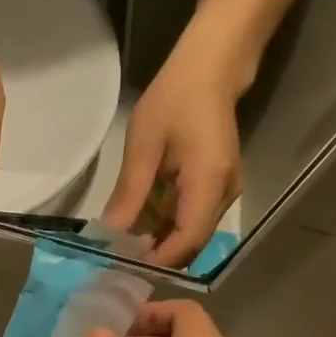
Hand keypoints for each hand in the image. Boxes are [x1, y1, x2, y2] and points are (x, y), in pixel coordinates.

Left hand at [102, 35, 244, 268]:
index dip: (158, 260)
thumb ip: (130, 195)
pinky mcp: (218, 188)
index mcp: (209, 182)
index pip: (187, 240)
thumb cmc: (174, 99)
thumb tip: (110, 236)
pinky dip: (166, 227)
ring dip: (159, 243)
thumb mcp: (143, 146)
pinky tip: (140, 225)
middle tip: (118, 261)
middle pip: (191, 244)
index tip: (124, 268)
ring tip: (123, 246)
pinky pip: (192, 219)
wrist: (211, 68)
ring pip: (191, 234)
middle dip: (155, 256)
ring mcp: (225, 192)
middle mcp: (225, 194)